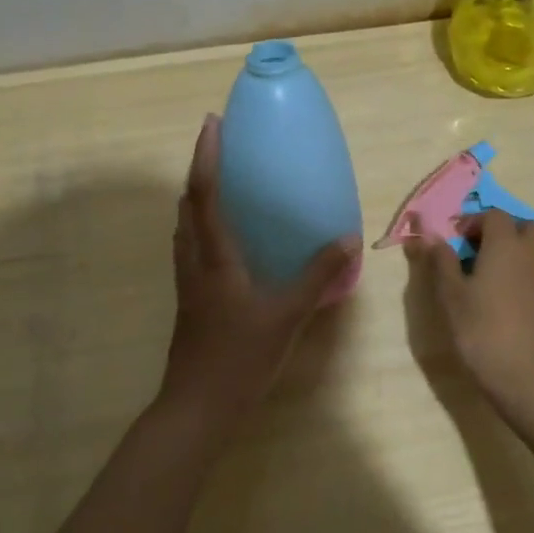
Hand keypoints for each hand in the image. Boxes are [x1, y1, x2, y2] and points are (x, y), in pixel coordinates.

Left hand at [161, 114, 358, 427]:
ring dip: (198, 198)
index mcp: (214, 257)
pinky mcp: (190, 300)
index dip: (206, 156)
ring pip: (185, 227)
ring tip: (223, 185)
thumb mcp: (287, 316)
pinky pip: (192, 248)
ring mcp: (187, 282)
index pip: (205, 194)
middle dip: (200, 170)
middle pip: (187, 204)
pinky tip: (227, 241)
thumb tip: (347, 240)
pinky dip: (203, 227)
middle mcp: (194, 261)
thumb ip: (317, 276)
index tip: (212, 123)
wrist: (196, 409)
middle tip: (222, 149)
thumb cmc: (239, 358)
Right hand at [404, 209, 533, 412]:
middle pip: (521, 226)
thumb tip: (431, 236)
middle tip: (473, 253)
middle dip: (498, 231)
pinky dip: (520, 271)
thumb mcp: (452, 296)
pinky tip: (499, 297)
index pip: (493, 215)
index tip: (452, 242)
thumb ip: (441, 261)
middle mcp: (531, 252)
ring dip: (511, 250)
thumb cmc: (484, 331)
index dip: (471, 223)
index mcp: (506, 243)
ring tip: (484, 275)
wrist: (530, 377)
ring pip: (532, 247)